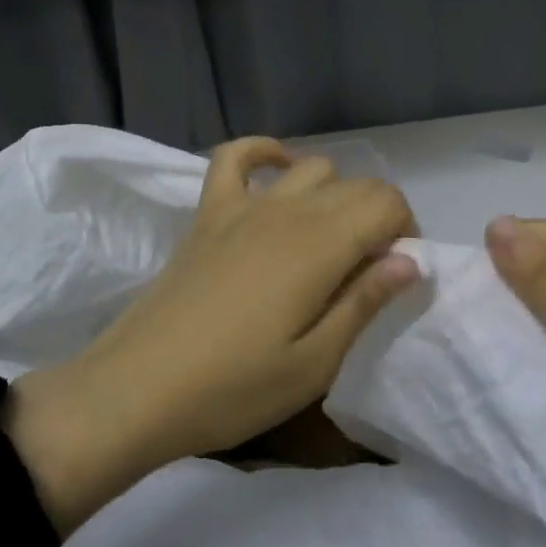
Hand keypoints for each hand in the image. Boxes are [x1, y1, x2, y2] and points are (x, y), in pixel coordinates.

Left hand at [5, 139, 419, 533]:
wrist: (135, 392)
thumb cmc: (233, 389)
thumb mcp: (314, 364)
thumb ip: (364, 303)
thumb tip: (410, 261)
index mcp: (319, 246)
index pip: (387, 203)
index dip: (406, 233)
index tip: (395, 277)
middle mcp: (285, 211)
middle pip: (356, 185)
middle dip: (379, 220)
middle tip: (367, 275)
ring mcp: (241, 207)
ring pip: (311, 169)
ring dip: (336, 195)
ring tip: (329, 243)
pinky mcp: (206, 215)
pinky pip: (234, 157)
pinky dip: (264, 154)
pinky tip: (278, 173)